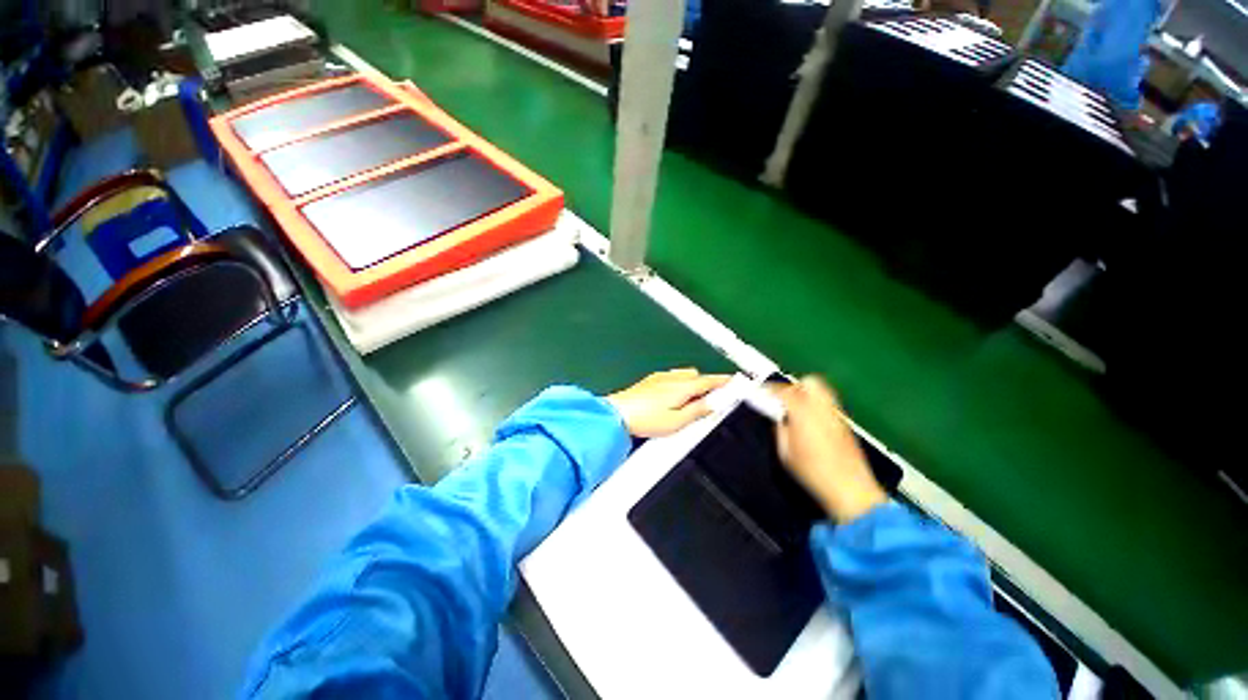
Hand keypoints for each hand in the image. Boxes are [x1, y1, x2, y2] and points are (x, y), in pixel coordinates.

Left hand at [606, 369, 730, 438]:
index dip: (723, 381)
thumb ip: (697, 411)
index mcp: (682, 387)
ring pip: (683, 375)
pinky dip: (678, 384)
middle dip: (706, 385)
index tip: (733, 382)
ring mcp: (659, 378)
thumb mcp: (677, 422)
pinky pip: (671, 378)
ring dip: (691, 384)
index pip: (709, 380)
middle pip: (697, 376)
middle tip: (710, 401)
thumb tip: (713, 404)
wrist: (617, 415)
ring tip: (690, 403)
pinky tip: (672, 398)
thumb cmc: (645, 420)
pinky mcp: (649, 381)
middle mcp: (672, 378)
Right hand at [774, 376, 887, 522]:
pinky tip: (810, 420)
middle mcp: (822, 408)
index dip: (769, 390)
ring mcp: (836, 415)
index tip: (760, 393)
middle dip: (794, 386)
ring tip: (796, 408)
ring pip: (822, 391)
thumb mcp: (785, 453)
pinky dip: (816, 405)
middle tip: (782, 398)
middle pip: (809, 383)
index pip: (784, 391)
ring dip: (806, 393)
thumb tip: (779, 418)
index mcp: (803, 413)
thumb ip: (780, 429)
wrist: (851, 489)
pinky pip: (828, 405)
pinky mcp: (845, 424)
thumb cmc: (813, 473)